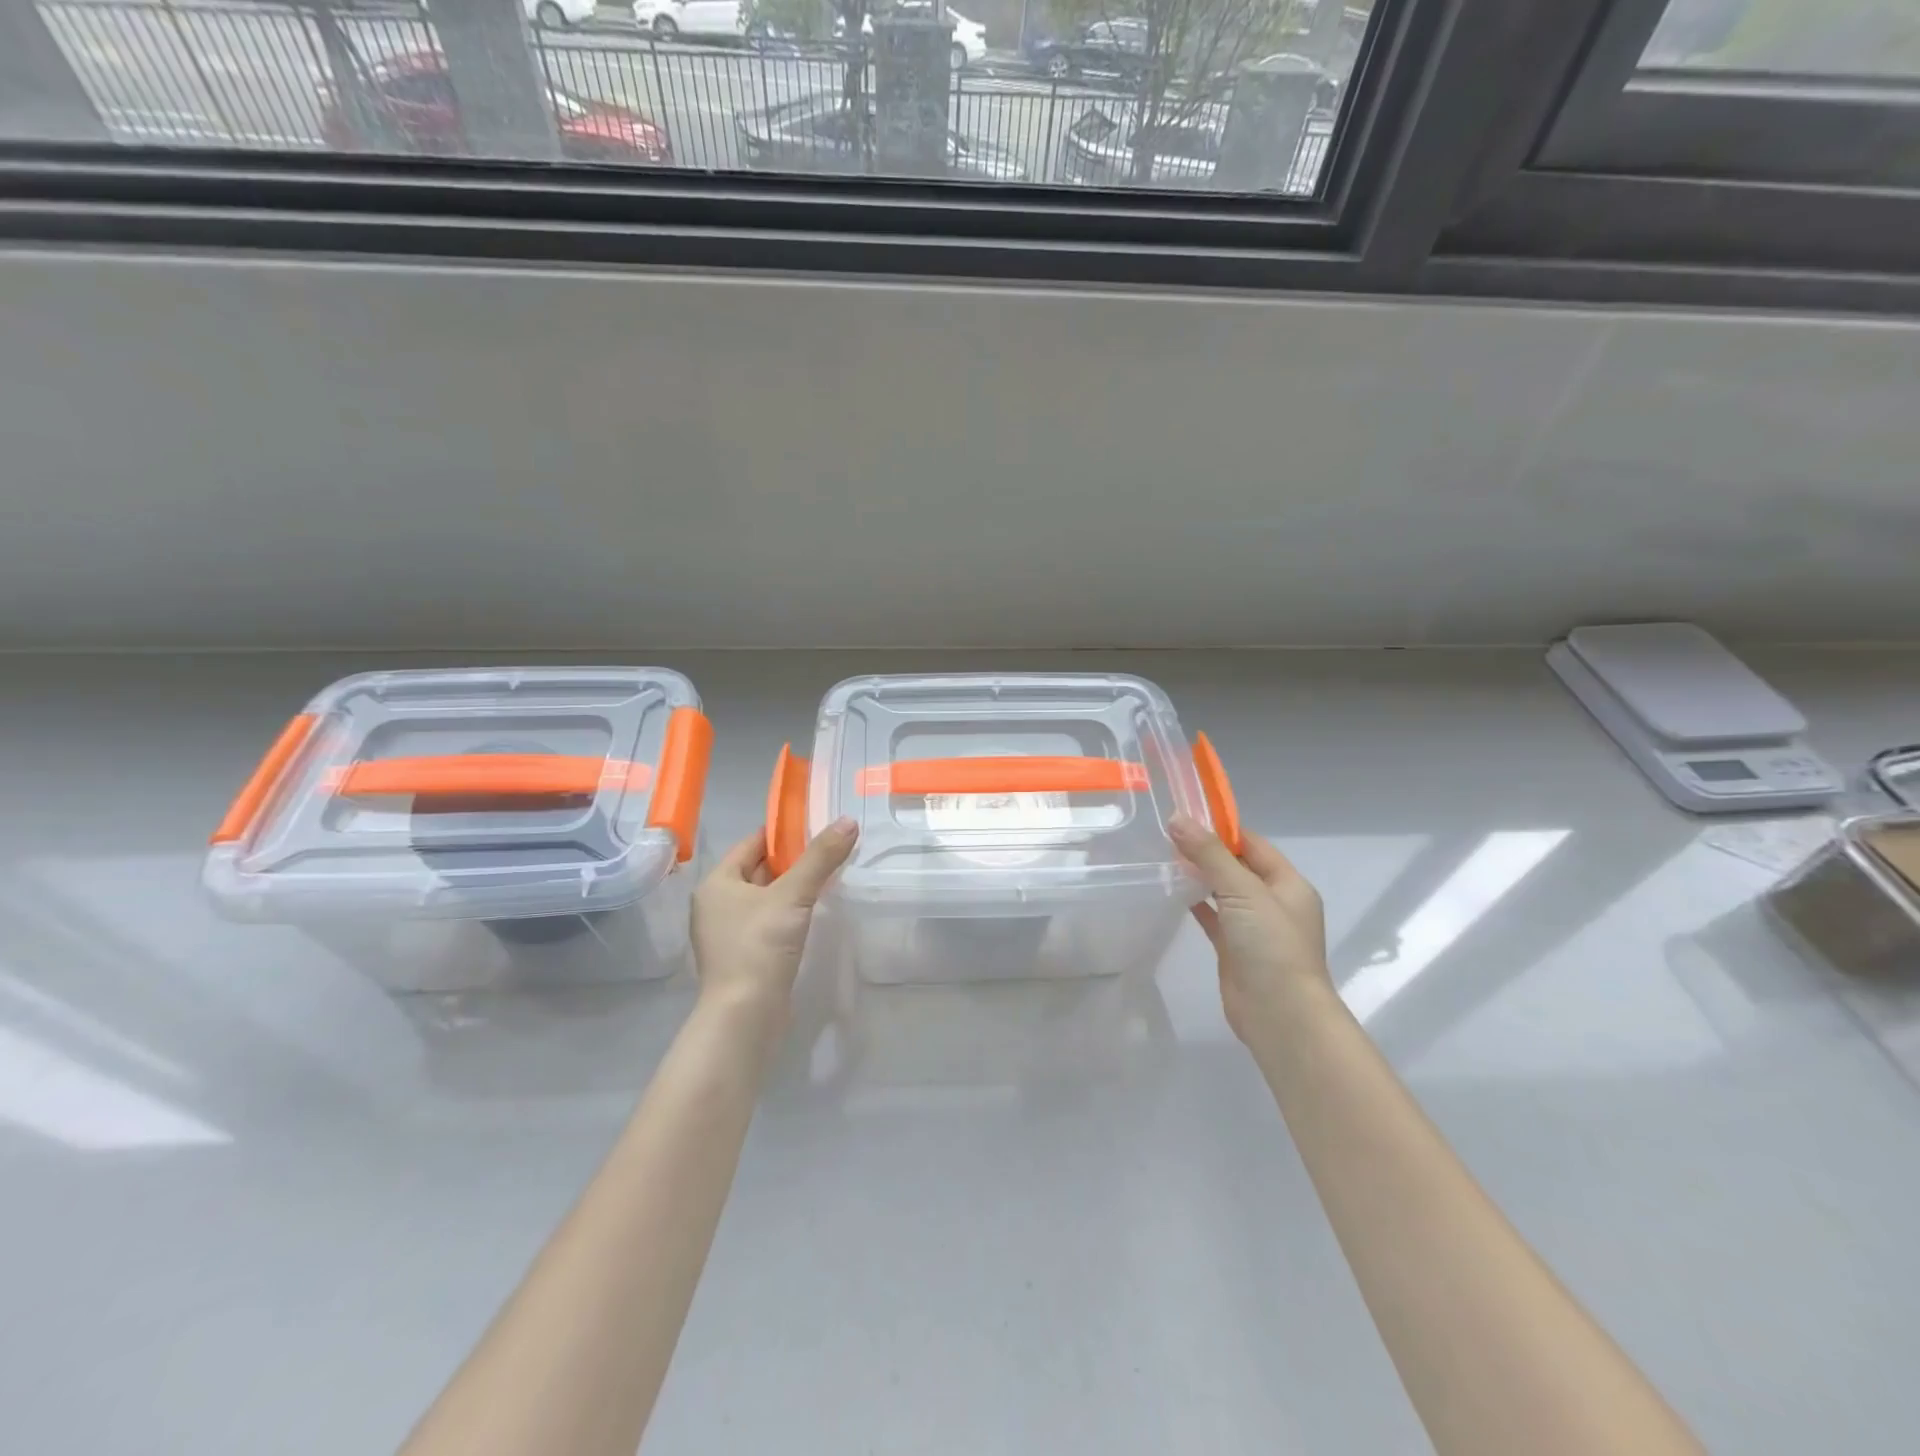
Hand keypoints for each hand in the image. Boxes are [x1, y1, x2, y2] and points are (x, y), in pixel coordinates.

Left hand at [690, 818, 857, 1028]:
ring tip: (828, 877)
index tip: (816, 826)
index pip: (751, 844)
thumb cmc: (760, 945)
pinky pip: (768, 922)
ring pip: (764, 898)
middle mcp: (716, 904)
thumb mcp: (794, 895)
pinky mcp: (743, 956)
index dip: (782, 833)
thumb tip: (848, 821)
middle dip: (791, 860)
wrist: (745, 1015)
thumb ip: (821, 858)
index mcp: (717, 883)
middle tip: (829, 850)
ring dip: (791, 888)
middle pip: (757, 870)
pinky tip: (812, 913)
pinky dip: (788, 913)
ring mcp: (727, 933)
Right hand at [1169, 815, 1329, 1046]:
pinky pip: (1213, 917)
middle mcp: (1274, 902)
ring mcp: (1254, 927)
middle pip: (1236, 866)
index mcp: (1288, 884)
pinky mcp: (1235, 949)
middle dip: (1205, 851)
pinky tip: (1171, 892)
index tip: (1184, 817)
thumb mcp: (1243, 891)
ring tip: (1162, 858)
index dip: (1221, 829)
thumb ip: (1209, 854)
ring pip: (1223, 892)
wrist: (1280, 1016)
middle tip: (1165, 836)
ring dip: (1199, 876)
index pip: (1252, 844)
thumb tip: (1177, 818)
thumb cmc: (1271, 946)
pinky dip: (1195, 903)